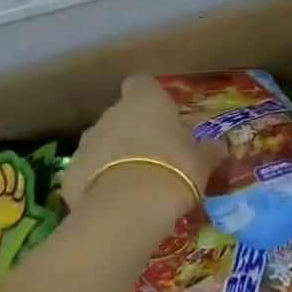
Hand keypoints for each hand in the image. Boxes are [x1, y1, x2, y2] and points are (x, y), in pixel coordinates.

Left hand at [61, 74, 217, 212]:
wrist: (128, 207)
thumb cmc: (174, 169)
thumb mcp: (203, 160)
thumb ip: (210, 148)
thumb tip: (220, 143)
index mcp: (144, 100)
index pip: (141, 83)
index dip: (150, 98)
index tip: (163, 117)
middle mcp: (111, 113)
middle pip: (121, 115)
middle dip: (134, 131)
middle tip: (155, 158)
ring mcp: (87, 142)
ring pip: (102, 143)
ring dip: (114, 157)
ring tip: (134, 185)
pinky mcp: (71, 172)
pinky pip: (87, 173)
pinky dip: (97, 184)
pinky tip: (114, 205)